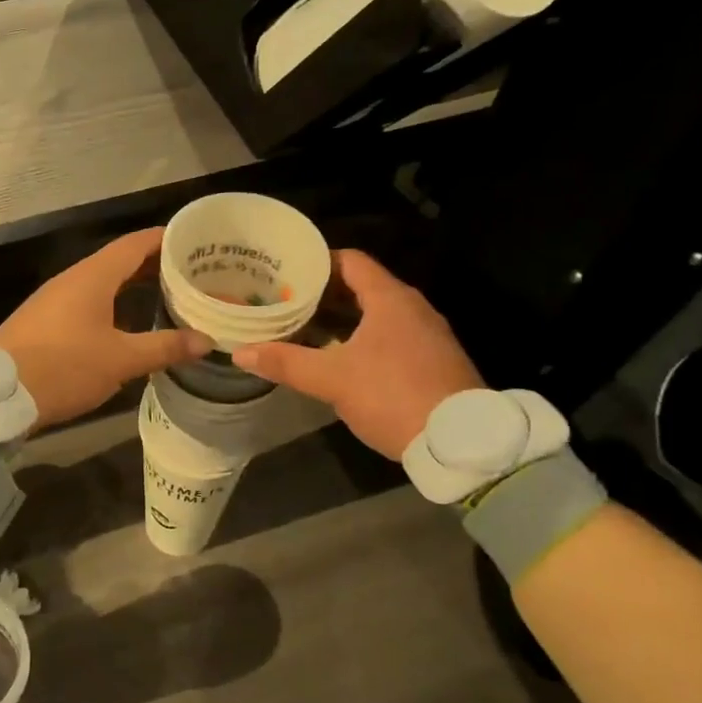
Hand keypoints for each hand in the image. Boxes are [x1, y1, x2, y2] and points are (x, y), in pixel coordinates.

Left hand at [0, 228, 210, 430]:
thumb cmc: (64, 367)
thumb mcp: (120, 360)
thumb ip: (164, 347)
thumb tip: (206, 340)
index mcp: (92, 277)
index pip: (134, 244)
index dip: (164, 240)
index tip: (193, 242)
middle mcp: (72, 280)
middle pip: (119, 261)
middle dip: (153, 265)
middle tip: (189, 274)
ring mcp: (54, 300)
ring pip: (101, 282)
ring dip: (132, 285)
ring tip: (165, 296)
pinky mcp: (44, 322)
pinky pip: (86, 301)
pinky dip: (113, 303)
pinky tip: (126, 323)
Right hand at [232, 250, 481, 459]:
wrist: (461, 442)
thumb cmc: (393, 395)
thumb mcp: (332, 379)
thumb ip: (286, 362)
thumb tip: (240, 352)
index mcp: (390, 299)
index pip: (350, 261)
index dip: (317, 262)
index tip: (285, 271)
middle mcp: (413, 308)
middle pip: (362, 287)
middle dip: (323, 295)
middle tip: (285, 301)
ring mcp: (427, 335)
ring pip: (376, 315)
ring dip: (342, 320)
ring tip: (303, 328)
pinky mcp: (433, 361)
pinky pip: (390, 337)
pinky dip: (361, 339)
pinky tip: (339, 359)